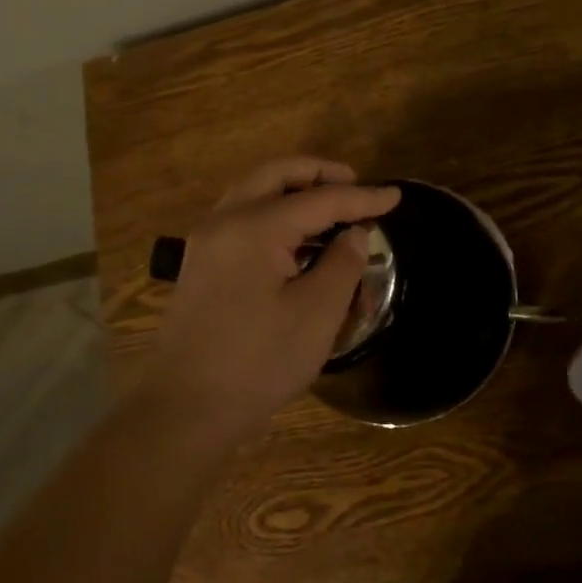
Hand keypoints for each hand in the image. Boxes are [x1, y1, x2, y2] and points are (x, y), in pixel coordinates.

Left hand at [146, 157, 399, 443]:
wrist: (185, 409)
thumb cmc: (259, 361)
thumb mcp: (317, 313)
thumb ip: (343, 263)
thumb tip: (354, 234)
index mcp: (255, 228)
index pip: (320, 199)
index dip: (363, 198)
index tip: (396, 197)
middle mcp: (225, 221)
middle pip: (276, 175)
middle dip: (319, 173)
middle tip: (355, 184)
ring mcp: (206, 242)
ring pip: (254, 192)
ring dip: (294, 189)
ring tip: (331, 207)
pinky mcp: (201, 264)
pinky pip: (241, 217)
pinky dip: (274, 211)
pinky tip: (298, 237)